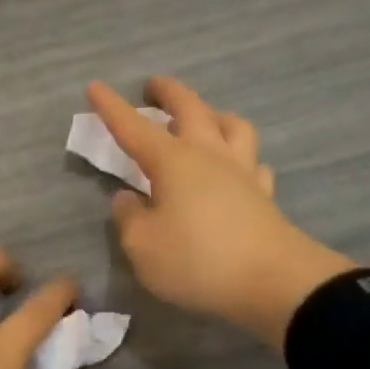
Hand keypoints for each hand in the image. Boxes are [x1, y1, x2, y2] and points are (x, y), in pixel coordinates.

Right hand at [88, 77, 356, 350]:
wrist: (273, 283)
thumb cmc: (197, 261)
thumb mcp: (142, 246)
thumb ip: (128, 218)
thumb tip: (128, 198)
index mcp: (173, 162)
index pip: (134, 127)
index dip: (112, 107)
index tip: (96, 86)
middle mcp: (209, 155)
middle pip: (191, 108)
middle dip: (168, 92)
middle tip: (154, 85)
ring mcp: (243, 172)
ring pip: (231, 125)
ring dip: (213, 114)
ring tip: (203, 119)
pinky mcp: (264, 195)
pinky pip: (253, 162)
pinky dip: (240, 156)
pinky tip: (236, 168)